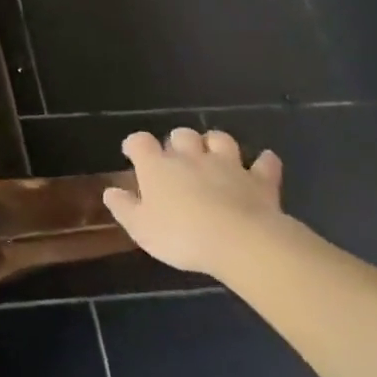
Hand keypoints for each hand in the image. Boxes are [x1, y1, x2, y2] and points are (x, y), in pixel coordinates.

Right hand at [103, 128, 287, 277]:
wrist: (240, 241)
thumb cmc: (181, 235)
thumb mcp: (140, 228)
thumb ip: (123, 208)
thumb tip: (110, 192)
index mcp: (157, 167)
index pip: (140, 142)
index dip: (135, 144)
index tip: (132, 153)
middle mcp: (190, 157)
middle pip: (181, 134)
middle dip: (177, 141)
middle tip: (176, 158)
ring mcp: (228, 165)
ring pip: (220, 139)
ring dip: (215, 143)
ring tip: (213, 154)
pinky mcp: (260, 181)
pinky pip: (265, 164)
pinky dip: (264, 162)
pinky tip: (264, 163)